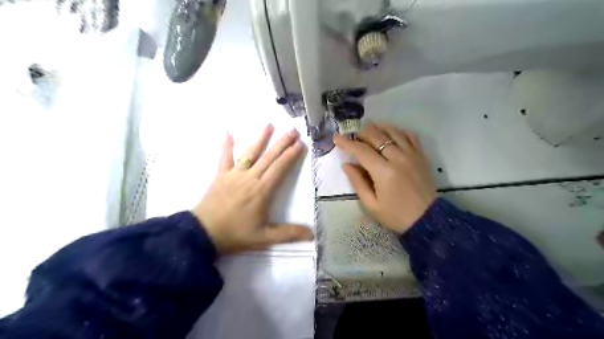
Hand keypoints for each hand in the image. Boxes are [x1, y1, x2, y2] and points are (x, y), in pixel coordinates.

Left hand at [193, 125, 316, 253]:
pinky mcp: (221, 176)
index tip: (300, 144)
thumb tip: (312, 235)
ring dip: (260, 139)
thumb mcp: (264, 238)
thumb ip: (288, 234)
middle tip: (293, 130)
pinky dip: (226, 145)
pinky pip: (224, 158)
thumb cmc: (235, 235)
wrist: (203, 234)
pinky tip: (227, 132)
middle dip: (282, 143)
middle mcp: (250, 178)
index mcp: (262, 191)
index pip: (280, 168)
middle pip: (269, 157)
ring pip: (250, 154)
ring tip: (269, 125)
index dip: (291, 155)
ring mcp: (234, 175)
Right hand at [335, 124, 439, 233]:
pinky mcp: (421, 156)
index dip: (347, 143)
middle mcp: (398, 158)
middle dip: (362, 133)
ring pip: (393, 132)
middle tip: (353, 137)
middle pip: (377, 136)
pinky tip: (391, 135)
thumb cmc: (395, 215)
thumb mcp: (371, 204)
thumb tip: (346, 165)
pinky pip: (410, 136)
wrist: (427, 219)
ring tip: (369, 131)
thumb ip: (358, 182)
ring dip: (378, 128)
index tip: (337, 137)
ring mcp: (412, 155)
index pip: (362, 151)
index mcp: (384, 172)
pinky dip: (398, 131)